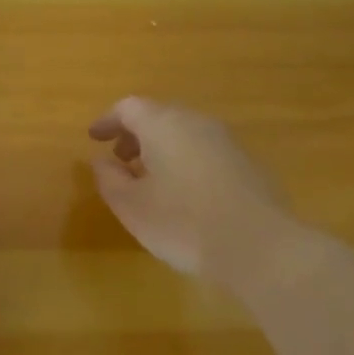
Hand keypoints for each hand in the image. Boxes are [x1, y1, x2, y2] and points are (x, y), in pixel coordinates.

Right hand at [89, 97, 298, 286]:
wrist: (260, 247)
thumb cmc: (183, 223)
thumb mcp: (131, 206)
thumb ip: (109, 179)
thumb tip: (101, 161)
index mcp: (163, 125)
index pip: (129, 107)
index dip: (108, 120)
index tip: (94, 138)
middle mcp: (196, 123)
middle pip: (159, 116)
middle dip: (135, 134)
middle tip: (120, 158)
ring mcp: (227, 142)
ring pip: (185, 133)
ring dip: (162, 149)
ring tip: (150, 179)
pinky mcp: (249, 164)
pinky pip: (206, 152)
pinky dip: (186, 162)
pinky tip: (185, 195)